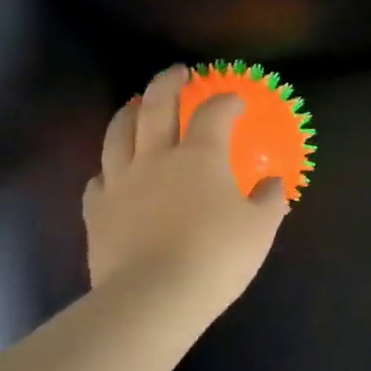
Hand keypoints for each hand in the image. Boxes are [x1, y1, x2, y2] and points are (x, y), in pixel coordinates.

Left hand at [82, 65, 287, 318]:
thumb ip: (269, 201)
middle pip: (157, 106)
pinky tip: (112, 172)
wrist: (152, 298)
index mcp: (201, 155)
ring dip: (129, 113)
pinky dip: (108, 168)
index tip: (235, 101)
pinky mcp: (97, 212)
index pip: (214, 112)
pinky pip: (98, 179)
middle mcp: (157, 158)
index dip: (226, 101)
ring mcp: (121, 182)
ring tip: (136, 105)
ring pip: (118, 134)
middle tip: (177, 72)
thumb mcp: (259, 229)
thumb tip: (273, 185)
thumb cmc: (215, 256)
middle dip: (168, 83)